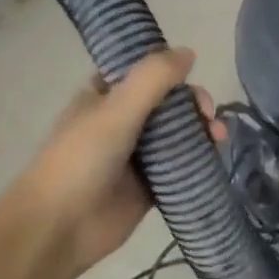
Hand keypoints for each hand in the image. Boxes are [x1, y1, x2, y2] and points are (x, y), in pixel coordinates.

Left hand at [10, 48, 213, 275]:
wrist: (60, 226)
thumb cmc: (81, 158)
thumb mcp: (116, 109)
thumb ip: (153, 78)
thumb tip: (189, 52)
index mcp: (105, 96)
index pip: (143, 71)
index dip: (169, 69)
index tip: (191, 73)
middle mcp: (121, 121)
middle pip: (167, 103)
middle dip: (192, 103)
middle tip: (207, 114)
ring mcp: (136, 155)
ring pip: (178, 134)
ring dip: (201, 130)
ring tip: (218, 136)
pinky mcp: (150, 187)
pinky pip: (181, 167)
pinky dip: (199, 160)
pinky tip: (216, 157)